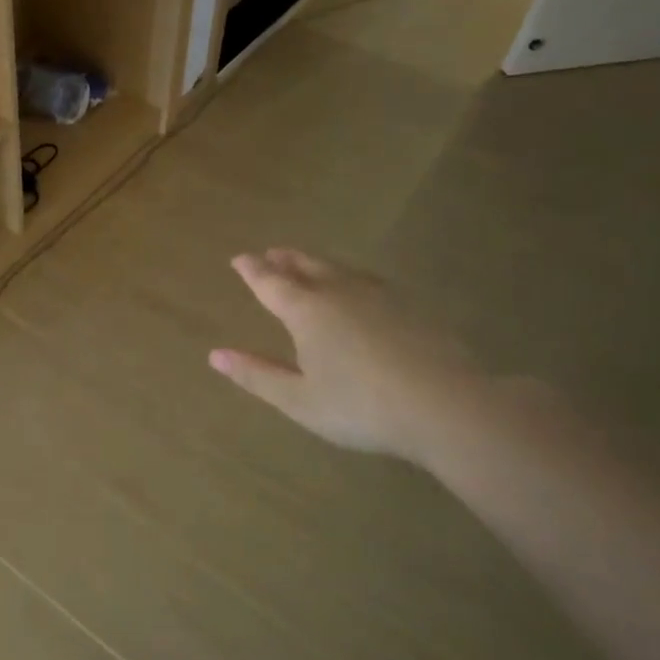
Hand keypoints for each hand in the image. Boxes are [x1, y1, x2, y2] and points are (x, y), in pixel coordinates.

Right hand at [209, 249, 485, 466]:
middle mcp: (339, 293)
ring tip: (309, 264)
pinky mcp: (411, 307)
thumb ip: (257, 374)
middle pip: (307, 266)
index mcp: (307, 311)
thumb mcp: (298, 399)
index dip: (252, 270)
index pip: (271, 282)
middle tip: (272, 253)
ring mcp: (379, 296)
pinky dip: (351, 277)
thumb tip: (215, 355)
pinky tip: (359, 289)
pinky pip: (369, 281)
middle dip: (286, 259)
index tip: (239, 259)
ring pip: (341, 270)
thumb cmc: (360, 406)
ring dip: (318, 263)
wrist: (444, 405)